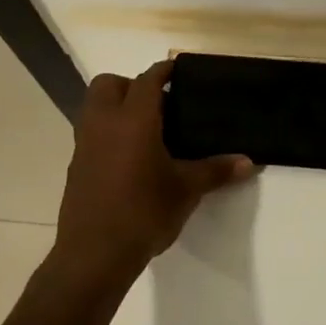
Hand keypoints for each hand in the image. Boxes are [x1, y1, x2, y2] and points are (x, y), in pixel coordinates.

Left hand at [54, 60, 254, 270]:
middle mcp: (103, 123)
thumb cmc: (144, 212)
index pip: (147, 80)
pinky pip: (91, 134)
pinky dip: (108, 133)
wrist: (94, 255)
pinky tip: (130, 159)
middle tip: (159, 104)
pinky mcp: (75, 167)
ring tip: (147, 130)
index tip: (180, 70)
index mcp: (133, 120)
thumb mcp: (187, 190)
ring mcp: (84, 145)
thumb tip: (249, 161)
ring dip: (116, 107)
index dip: (164, 70)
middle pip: (109, 84)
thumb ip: (216, 170)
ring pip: (94, 108)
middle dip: (131, 85)